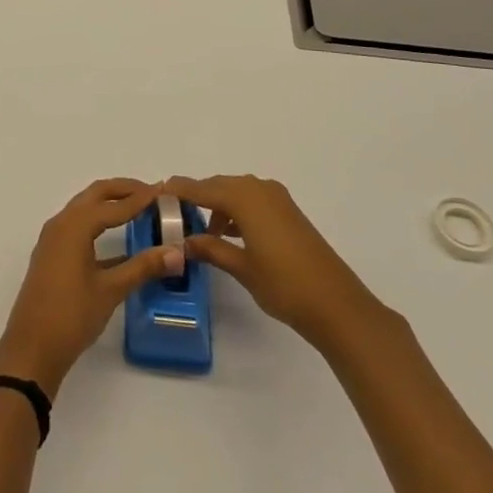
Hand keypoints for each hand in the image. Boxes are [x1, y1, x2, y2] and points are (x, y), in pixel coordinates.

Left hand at [0, 178, 183, 398]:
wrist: (31, 349)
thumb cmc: (71, 315)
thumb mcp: (111, 290)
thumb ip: (143, 267)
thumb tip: (177, 252)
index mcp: (74, 226)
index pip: (113, 204)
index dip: (140, 198)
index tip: (164, 191)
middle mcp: (61, 223)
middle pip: (95, 195)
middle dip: (123, 190)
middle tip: (152, 193)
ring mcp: (53, 239)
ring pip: (85, 209)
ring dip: (110, 204)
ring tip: (138, 209)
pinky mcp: (52, 254)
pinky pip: (78, 226)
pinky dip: (99, 223)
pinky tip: (120, 241)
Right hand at [168, 174, 386, 351]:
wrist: (338, 305)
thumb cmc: (284, 285)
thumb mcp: (241, 268)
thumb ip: (210, 249)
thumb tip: (183, 242)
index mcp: (244, 197)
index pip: (201, 188)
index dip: (178, 190)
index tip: (155, 192)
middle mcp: (259, 189)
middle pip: (218, 186)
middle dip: (196, 198)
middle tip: (173, 215)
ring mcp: (277, 199)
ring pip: (236, 193)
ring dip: (217, 207)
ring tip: (200, 231)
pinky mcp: (288, 213)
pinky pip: (252, 202)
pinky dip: (236, 212)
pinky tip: (228, 235)